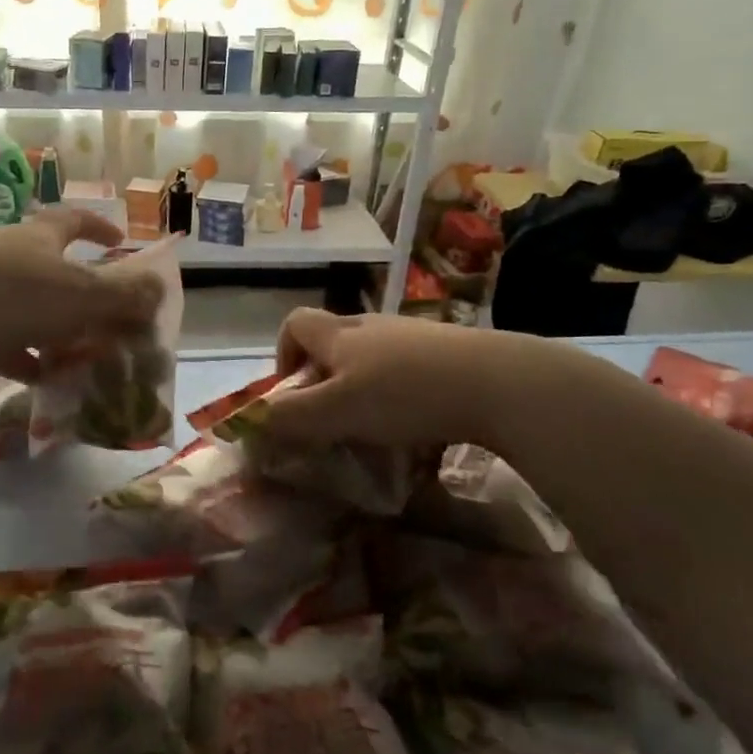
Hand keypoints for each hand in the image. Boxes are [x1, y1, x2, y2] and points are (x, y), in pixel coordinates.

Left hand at [0, 209, 162, 382]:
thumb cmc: (15, 297)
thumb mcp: (81, 295)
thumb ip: (124, 295)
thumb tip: (160, 288)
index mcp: (37, 238)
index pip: (73, 221)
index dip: (99, 229)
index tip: (120, 243)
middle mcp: (8, 257)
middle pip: (51, 269)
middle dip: (80, 291)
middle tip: (106, 315)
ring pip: (28, 310)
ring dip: (55, 329)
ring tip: (83, 353)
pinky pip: (5, 342)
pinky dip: (26, 358)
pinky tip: (45, 379)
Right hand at [263, 308, 557, 447]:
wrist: (500, 383)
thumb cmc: (405, 394)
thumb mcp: (338, 411)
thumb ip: (291, 418)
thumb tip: (252, 422)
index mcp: (341, 334)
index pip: (295, 323)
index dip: (283, 353)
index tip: (293, 393)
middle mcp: (374, 326)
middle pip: (336, 341)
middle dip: (327, 380)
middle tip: (337, 421)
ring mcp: (415, 336)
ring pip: (376, 359)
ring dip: (367, 390)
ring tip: (382, 430)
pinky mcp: (451, 352)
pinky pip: (413, 371)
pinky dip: (406, 395)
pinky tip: (424, 428)